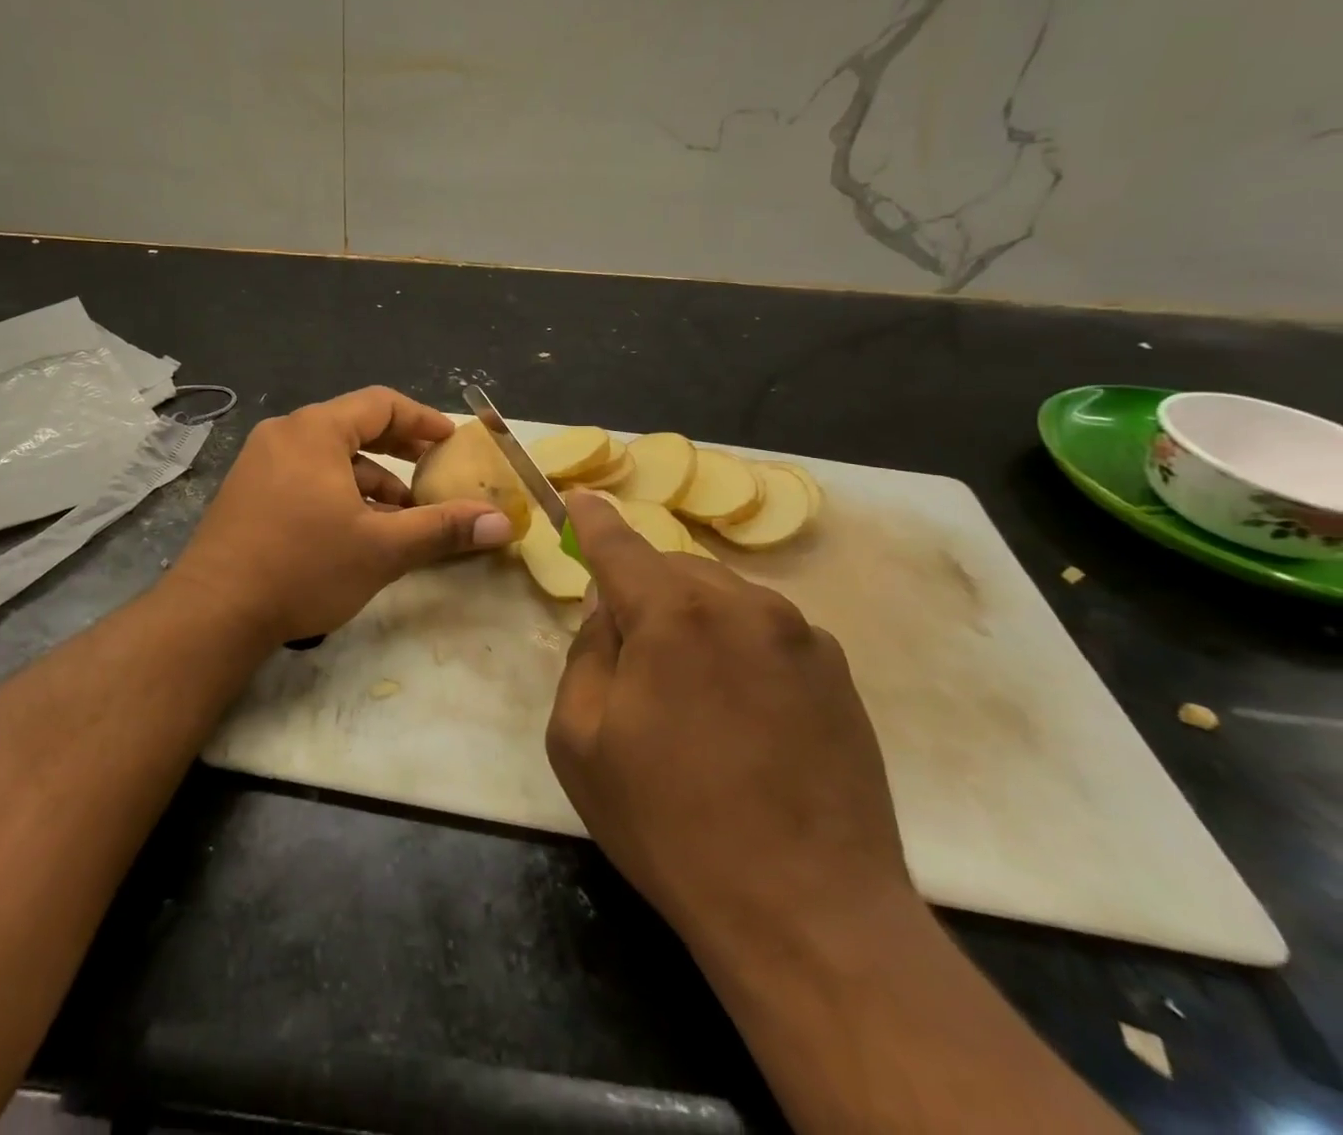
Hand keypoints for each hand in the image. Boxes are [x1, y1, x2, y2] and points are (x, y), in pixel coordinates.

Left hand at [166, 387, 515, 646]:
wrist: (213, 612)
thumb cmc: (304, 567)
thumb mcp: (382, 548)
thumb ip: (443, 528)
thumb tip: (502, 523)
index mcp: (314, 431)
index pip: (380, 404)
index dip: (422, 419)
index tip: (451, 441)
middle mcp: (283, 435)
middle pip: (353, 427)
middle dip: (398, 450)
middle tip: (433, 471)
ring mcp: (258, 463)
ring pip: (328, 457)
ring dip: (369, 480)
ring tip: (401, 515)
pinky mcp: (246, 492)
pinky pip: (304, 477)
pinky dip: (337, 493)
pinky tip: (356, 529)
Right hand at [546, 492, 912, 967]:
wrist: (810, 915)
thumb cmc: (671, 825)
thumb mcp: (580, 741)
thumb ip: (585, 655)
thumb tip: (610, 613)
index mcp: (674, 615)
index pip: (619, 544)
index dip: (592, 520)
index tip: (577, 499)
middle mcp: (743, 605)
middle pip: (673, 568)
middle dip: (642, 591)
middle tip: (628, 653)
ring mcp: (800, 636)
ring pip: (723, 597)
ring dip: (692, 619)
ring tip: (688, 694)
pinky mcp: (838, 673)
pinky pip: (766, 631)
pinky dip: (737, 646)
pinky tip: (741, 714)